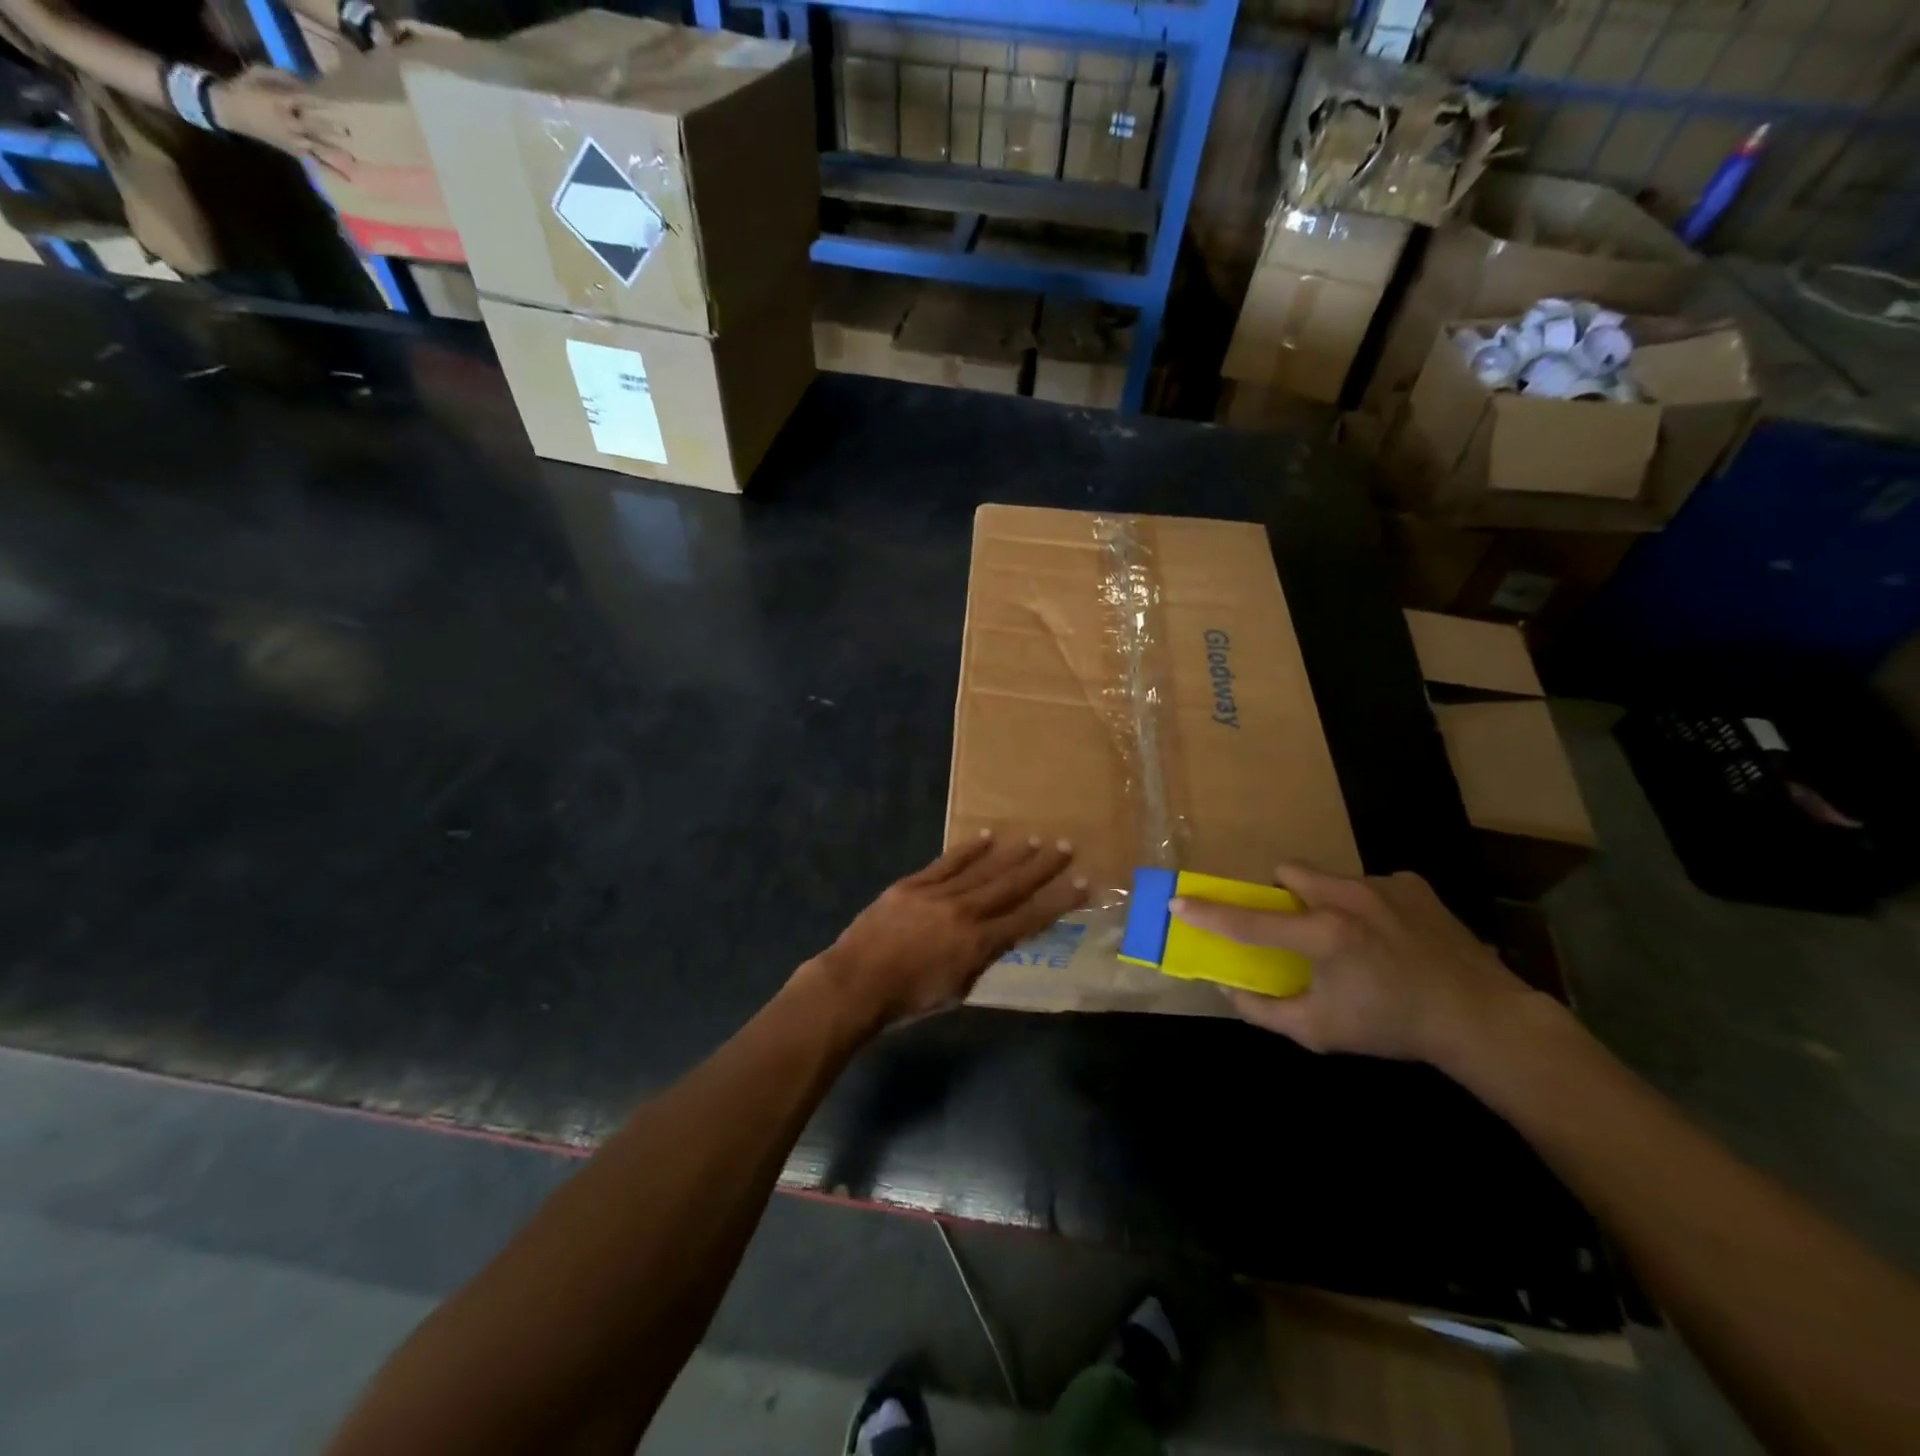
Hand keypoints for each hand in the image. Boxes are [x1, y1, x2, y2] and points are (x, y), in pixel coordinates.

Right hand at [207, 67, 350, 175]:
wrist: (229, 110)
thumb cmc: (245, 89)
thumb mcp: (258, 74)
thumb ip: (281, 77)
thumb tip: (306, 82)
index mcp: (280, 102)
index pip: (304, 101)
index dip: (321, 103)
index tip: (338, 105)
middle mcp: (290, 123)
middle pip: (314, 126)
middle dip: (331, 128)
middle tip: (348, 131)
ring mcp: (294, 140)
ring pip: (318, 147)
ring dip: (336, 152)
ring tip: (354, 159)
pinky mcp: (296, 152)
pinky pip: (316, 163)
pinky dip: (332, 172)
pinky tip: (348, 180)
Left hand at [814, 832, 1085, 1025]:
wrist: (855, 983)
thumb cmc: (907, 1000)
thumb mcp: (956, 992)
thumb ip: (980, 962)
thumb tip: (997, 940)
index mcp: (978, 945)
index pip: (1028, 919)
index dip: (1058, 902)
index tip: (1082, 884)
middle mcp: (964, 913)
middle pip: (1010, 885)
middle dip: (1041, 867)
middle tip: (1066, 847)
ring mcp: (937, 894)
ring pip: (982, 869)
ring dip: (1011, 854)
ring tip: (1035, 839)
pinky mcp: (913, 884)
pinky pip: (947, 863)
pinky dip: (968, 850)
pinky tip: (987, 837)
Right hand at [1171, 864, 1544, 1068]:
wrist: (1483, 1020)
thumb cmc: (1393, 1027)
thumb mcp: (1321, 1031)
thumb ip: (1265, 1011)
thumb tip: (1227, 989)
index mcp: (1323, 935)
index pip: (1250, 921)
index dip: (1209, 913)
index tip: (1178, 901)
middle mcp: (1348, 898)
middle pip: (1288, 872)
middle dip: (1280, 893)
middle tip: (1294, 926)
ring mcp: (1383, 885)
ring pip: (1329, 878)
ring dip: (1324, 900)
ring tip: (1351, 936)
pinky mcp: (1412, 883)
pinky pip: (1369, 884)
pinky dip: (1366, 905)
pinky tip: (1390, 936)